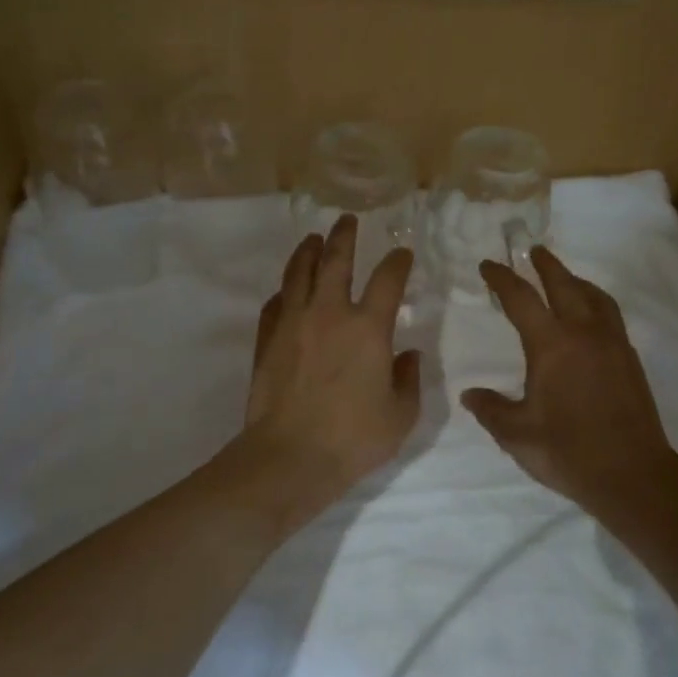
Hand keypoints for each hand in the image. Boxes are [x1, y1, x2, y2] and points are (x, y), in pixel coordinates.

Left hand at [229, 214, 420, 534]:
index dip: (398, 262)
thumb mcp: (400, 415)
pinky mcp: (268, 339)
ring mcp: (294, 323)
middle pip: (336, 260)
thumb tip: (409, 355)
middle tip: (347, 219)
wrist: (289, 457)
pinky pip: (276, 303)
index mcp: (368, 328)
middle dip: (344, 236)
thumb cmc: (352, 438)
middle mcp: (330, 313)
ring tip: (313, 239)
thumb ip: (408, 379)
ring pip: (299, 273)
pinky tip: (288, 290)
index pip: (387, 280)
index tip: (402, 253)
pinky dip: (285, 290)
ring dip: (308, 251)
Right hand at [463, 246, 675, 507]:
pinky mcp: (629, 359)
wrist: (633, 474)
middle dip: (545, 265)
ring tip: (564, 276)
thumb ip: (491, 410)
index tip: (488, 265)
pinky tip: (591, 315)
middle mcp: (583, 333)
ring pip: (594, 296)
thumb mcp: (518, 435)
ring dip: (575, 279)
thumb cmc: (569, 451)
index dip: (502, 278)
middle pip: (564, 284)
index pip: (521, 299)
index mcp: (551, 345)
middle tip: (533, 250)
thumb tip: (470, 395)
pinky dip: (596, 301)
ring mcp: (612, 343)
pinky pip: (610, 314)